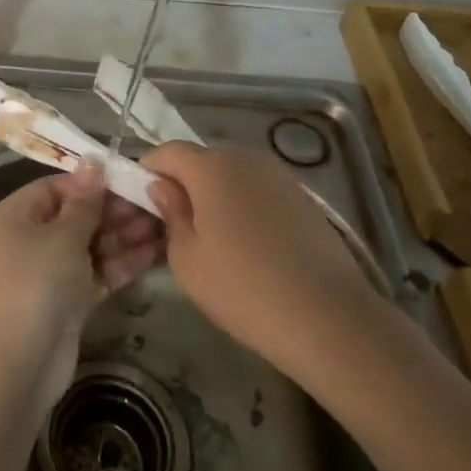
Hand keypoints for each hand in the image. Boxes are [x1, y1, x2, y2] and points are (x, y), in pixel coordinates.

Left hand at [0, 166, 159, 406]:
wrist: (24, 363)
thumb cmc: (38, 284)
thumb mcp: (63, 236)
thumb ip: (84, 201)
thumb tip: (93, 161)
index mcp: (14, 216)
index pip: (55, 188)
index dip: (91, 183)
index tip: (128, 179)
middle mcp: (27, 239)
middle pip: (75, 216)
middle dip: (114, 212)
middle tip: (153, 205)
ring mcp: (47, 272)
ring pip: (89, 245)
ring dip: (122, 236)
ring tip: (162, 225)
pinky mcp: (66, 299)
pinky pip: (95, 272)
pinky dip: (120, 264)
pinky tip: (153, 252)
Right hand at [143, 142, 381, 374]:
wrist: (329, 318)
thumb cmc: (244, 289)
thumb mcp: (187, 260)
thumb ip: (170, 215)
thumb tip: (163, 188)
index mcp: (211, 168)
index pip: (167, 152)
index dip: (149, 170)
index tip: (141, 200)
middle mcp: (246, 159)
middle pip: (202, 161)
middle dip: (183, 184)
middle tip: (174, 224)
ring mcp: (279, 177)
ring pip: (232, 176)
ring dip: (215, 196)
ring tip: (213, 239)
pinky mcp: (304, 198)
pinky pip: (259, 192)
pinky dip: (245, 207)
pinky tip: (249, 246)